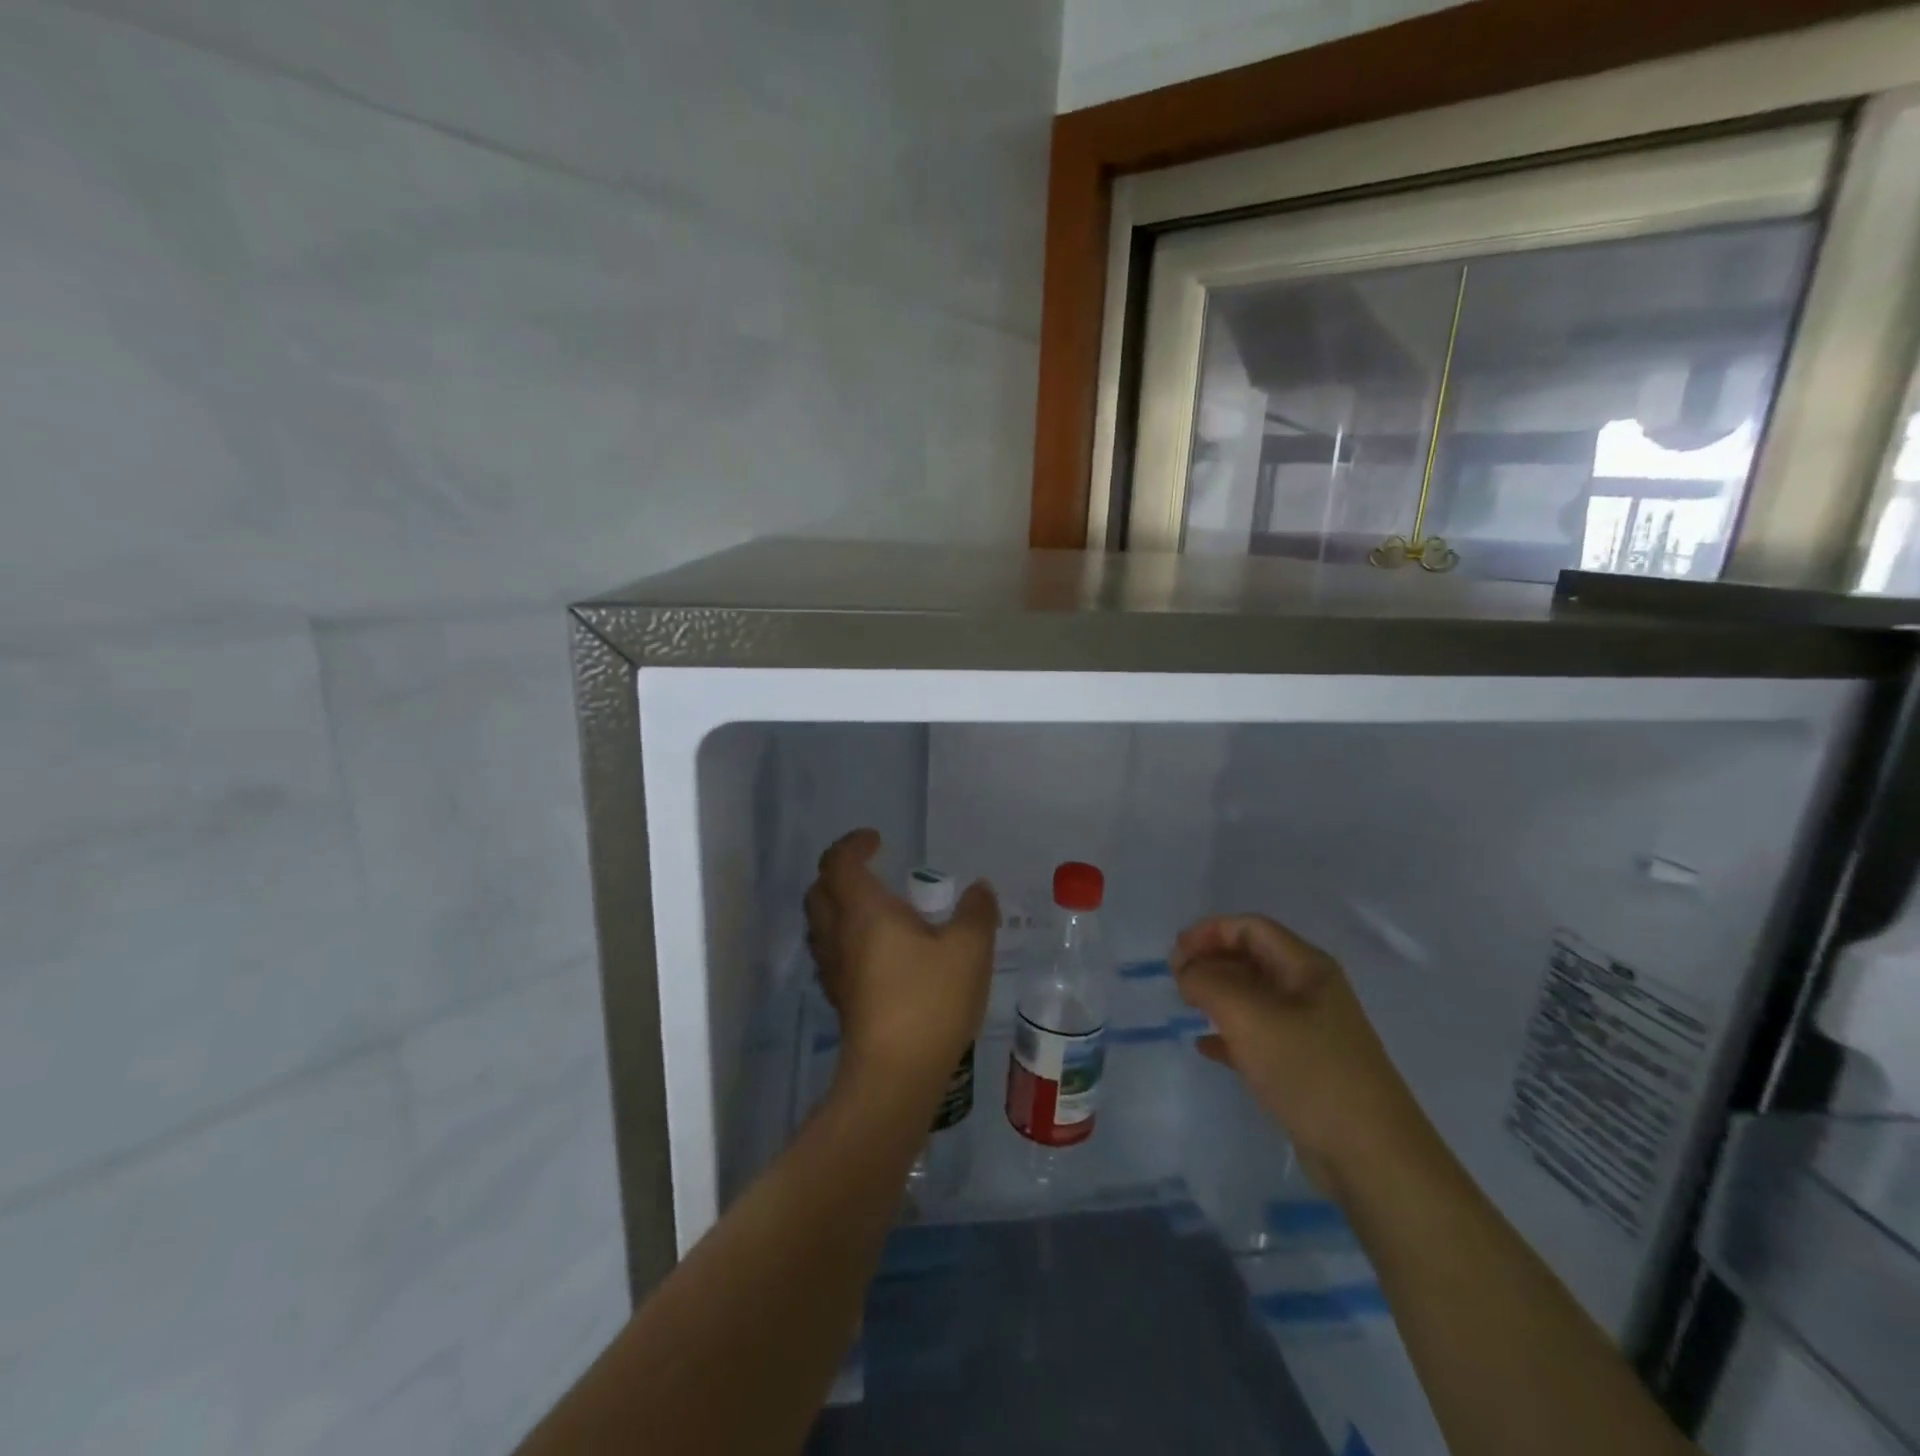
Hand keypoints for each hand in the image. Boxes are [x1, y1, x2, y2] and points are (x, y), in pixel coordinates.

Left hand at [804, 830, 997, 1100]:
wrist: (894, 1075)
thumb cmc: (929, 1001)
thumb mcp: (969, 950)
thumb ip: (976, 913)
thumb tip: (978, 889)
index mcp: (864, 911)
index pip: (839, 862)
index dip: (853, 844)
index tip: (876, 840)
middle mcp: (839, 934)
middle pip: (819, 891)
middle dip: (839, 872)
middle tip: (870, 871)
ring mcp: (833, 969)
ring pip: (820, 924)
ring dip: (837, 906)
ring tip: (874, 910)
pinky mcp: (838, 999)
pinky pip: (830, 953)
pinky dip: (845, 939)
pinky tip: (877, 953)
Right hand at [1171, 915, 1425, 1192]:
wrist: (1370, 1156)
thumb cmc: (1309, 1071)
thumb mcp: (1248, 1016)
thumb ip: (1208, 982)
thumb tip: (1187, 971)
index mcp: (1306, 967)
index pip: (1250, 928)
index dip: (1208, 932)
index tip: (1175, 957)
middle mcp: (1310, 991)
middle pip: (1251, 957)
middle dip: (1210, 961)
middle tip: (1176, 981)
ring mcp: (1310, 1030)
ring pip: (1252, 997)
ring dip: (1217, 995)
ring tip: (1185, 1007)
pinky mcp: (1304, 1067)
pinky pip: (1258, 1036)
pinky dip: (1228, 1034)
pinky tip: (1205, 1047)